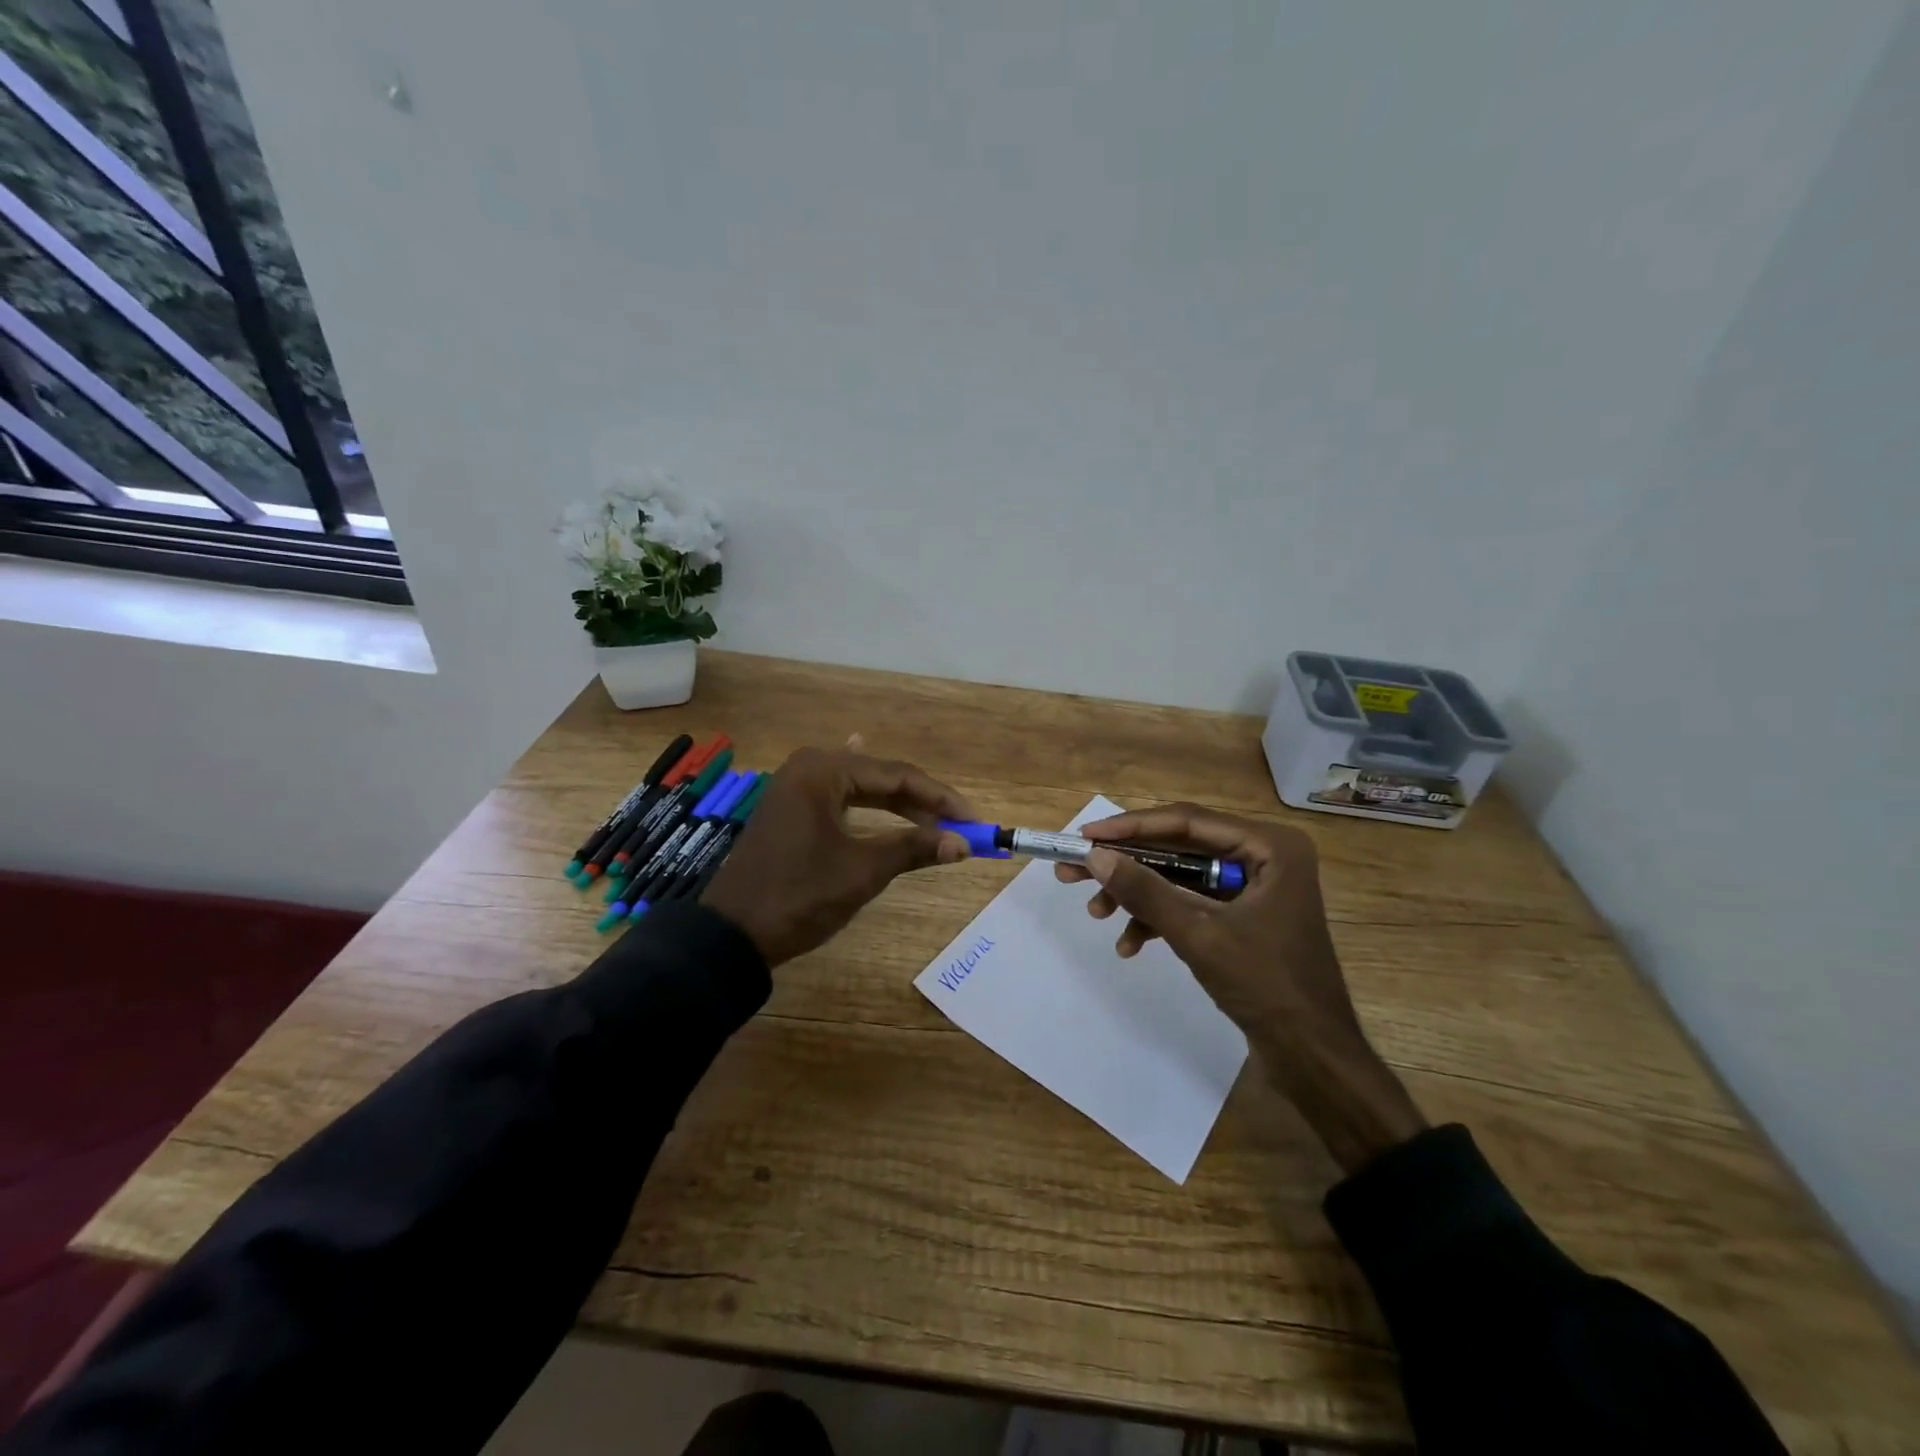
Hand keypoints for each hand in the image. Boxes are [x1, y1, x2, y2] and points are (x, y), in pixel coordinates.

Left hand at [702, 747, 973, 967]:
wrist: (732, 935)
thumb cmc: (800, 896)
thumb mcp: (862, 871)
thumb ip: (913, 849)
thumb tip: (963, 844)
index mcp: (823, 770)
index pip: (897, 775)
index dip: (941, 798)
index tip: (974, 819)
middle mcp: (808, 768)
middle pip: (880, 778)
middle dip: (922, 802)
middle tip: (960, 825)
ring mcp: (795, 788)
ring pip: (861, 790)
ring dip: (898, 806)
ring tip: (935, 820)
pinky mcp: (790, 811)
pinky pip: (841, 800)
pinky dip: (868, 806)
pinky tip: (879, 792)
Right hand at [1056, 803, 1425, 1172]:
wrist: (1313, 1057)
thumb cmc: (1265, 986)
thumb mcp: (1197, 934)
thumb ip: (1145, 891)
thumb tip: (1095, 856)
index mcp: (1269, 846)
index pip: (1186, 822)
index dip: (1131, 827)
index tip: (1085, 835)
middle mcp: (1263, 856)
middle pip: (1179, 849)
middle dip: (1127, 865)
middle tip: (1075, 870)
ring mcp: (1254, 888)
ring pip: (1180, 878)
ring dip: (1138, 896)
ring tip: (1096, 913)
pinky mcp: (1244, 917)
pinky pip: (1192, 904)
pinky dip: (1160, 920)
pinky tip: (1129, 945)